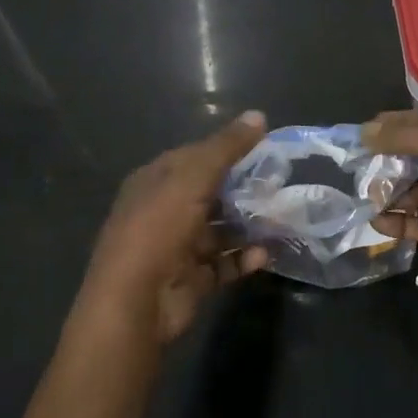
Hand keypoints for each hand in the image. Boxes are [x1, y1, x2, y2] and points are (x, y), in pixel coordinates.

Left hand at [81, 111, 271, 342]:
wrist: (135, 302)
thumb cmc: (159, 228)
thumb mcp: (193, 178)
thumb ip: (226, 147)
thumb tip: (259, 115)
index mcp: (155, 181)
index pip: (195, 157)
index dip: (228, 150)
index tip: (266, 149)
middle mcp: (164, 211)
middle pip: (211, 193)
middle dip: (245, 190)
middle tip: (281, 186)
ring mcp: (177, 247)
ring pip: (221, 230)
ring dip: (249, 226)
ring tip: (282, 220)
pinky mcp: (191, 279)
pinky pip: (224, 263)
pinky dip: (244, 258)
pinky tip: (266, 253)